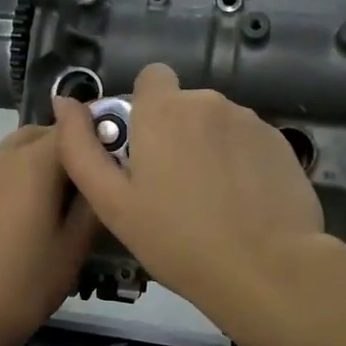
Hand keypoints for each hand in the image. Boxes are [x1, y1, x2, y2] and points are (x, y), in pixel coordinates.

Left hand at [0, 126, 96, 345]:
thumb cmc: (32, 279)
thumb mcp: (76, 243)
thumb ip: (94, 198)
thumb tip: (105, 170)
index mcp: (34, 164)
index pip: (72, 127)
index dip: (98, 134)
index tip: (119, 153)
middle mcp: (6, 158)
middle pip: (44, 132)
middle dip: (70, 143)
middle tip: (94, 175)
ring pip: (21, 147)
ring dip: (45, 156)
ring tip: (67, 192)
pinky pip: (5, 166)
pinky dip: (25, 171)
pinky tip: (37, 206)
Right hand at [53, 64, 326, 326]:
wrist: (265, 269)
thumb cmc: (177, 239)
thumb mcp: (112, 202)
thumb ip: (80, 147)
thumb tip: (63, 102)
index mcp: (164, 110)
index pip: (152, 77)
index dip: (144, 107)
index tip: (143, 148)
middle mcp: (209, 102)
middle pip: (184, 106)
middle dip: (176, 133)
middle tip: (172, 189)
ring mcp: (251, 121)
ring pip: (218, 125)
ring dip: (209, 148)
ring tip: (211, 202)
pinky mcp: (281, 144)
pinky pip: (248, 143)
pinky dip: (241, 163)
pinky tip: (242, 204)